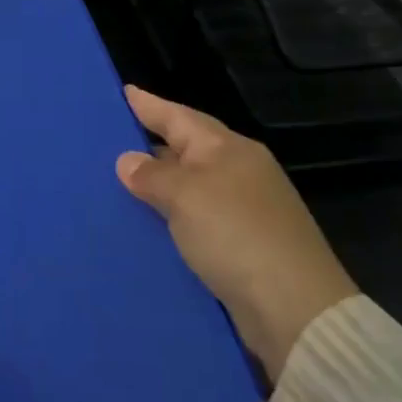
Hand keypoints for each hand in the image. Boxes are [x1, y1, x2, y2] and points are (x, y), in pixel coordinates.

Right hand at [116, 85, 355, 379]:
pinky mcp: (241, 245)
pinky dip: (168, 218)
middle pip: (185, 148)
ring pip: (188, 186)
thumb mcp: (185, 196)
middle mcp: (238, 172)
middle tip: (107, 139)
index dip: (149, 104)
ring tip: (115, 182)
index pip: (179, 116)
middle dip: (150, 143)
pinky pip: (193, 219)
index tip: (121, 92)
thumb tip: (128, 160)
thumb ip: (152, 175)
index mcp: (228, 149)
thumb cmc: (236, 235)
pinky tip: (144, 225)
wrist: (293, 309)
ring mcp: (243, 209)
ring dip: (156, 185)